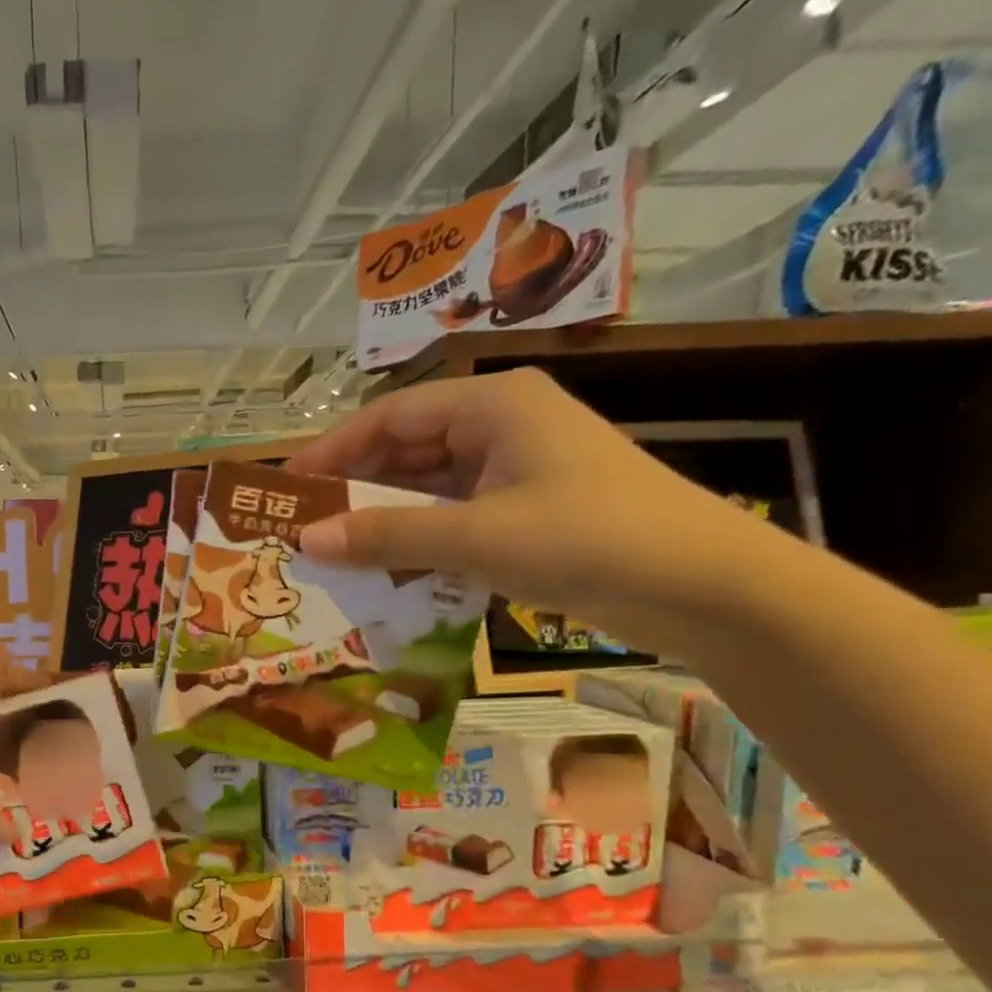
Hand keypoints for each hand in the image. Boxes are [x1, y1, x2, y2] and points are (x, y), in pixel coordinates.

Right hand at [289, 368, 785, 654]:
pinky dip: (418, 541)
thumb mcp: (475, 536)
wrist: (702, 586)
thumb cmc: (587, 538)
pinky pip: (452, 519)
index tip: (288, 489)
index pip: (390, 416)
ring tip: (335, 554)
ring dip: (384, 520)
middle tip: (304, 528)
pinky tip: (387, 571)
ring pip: (427, 489)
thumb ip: (387, 535)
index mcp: (492, 406)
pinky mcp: (526, 512)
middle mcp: (501, 427)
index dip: (333, 450)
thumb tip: (308, 539)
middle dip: (355, 488)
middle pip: (406, 450)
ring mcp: (516, 471)